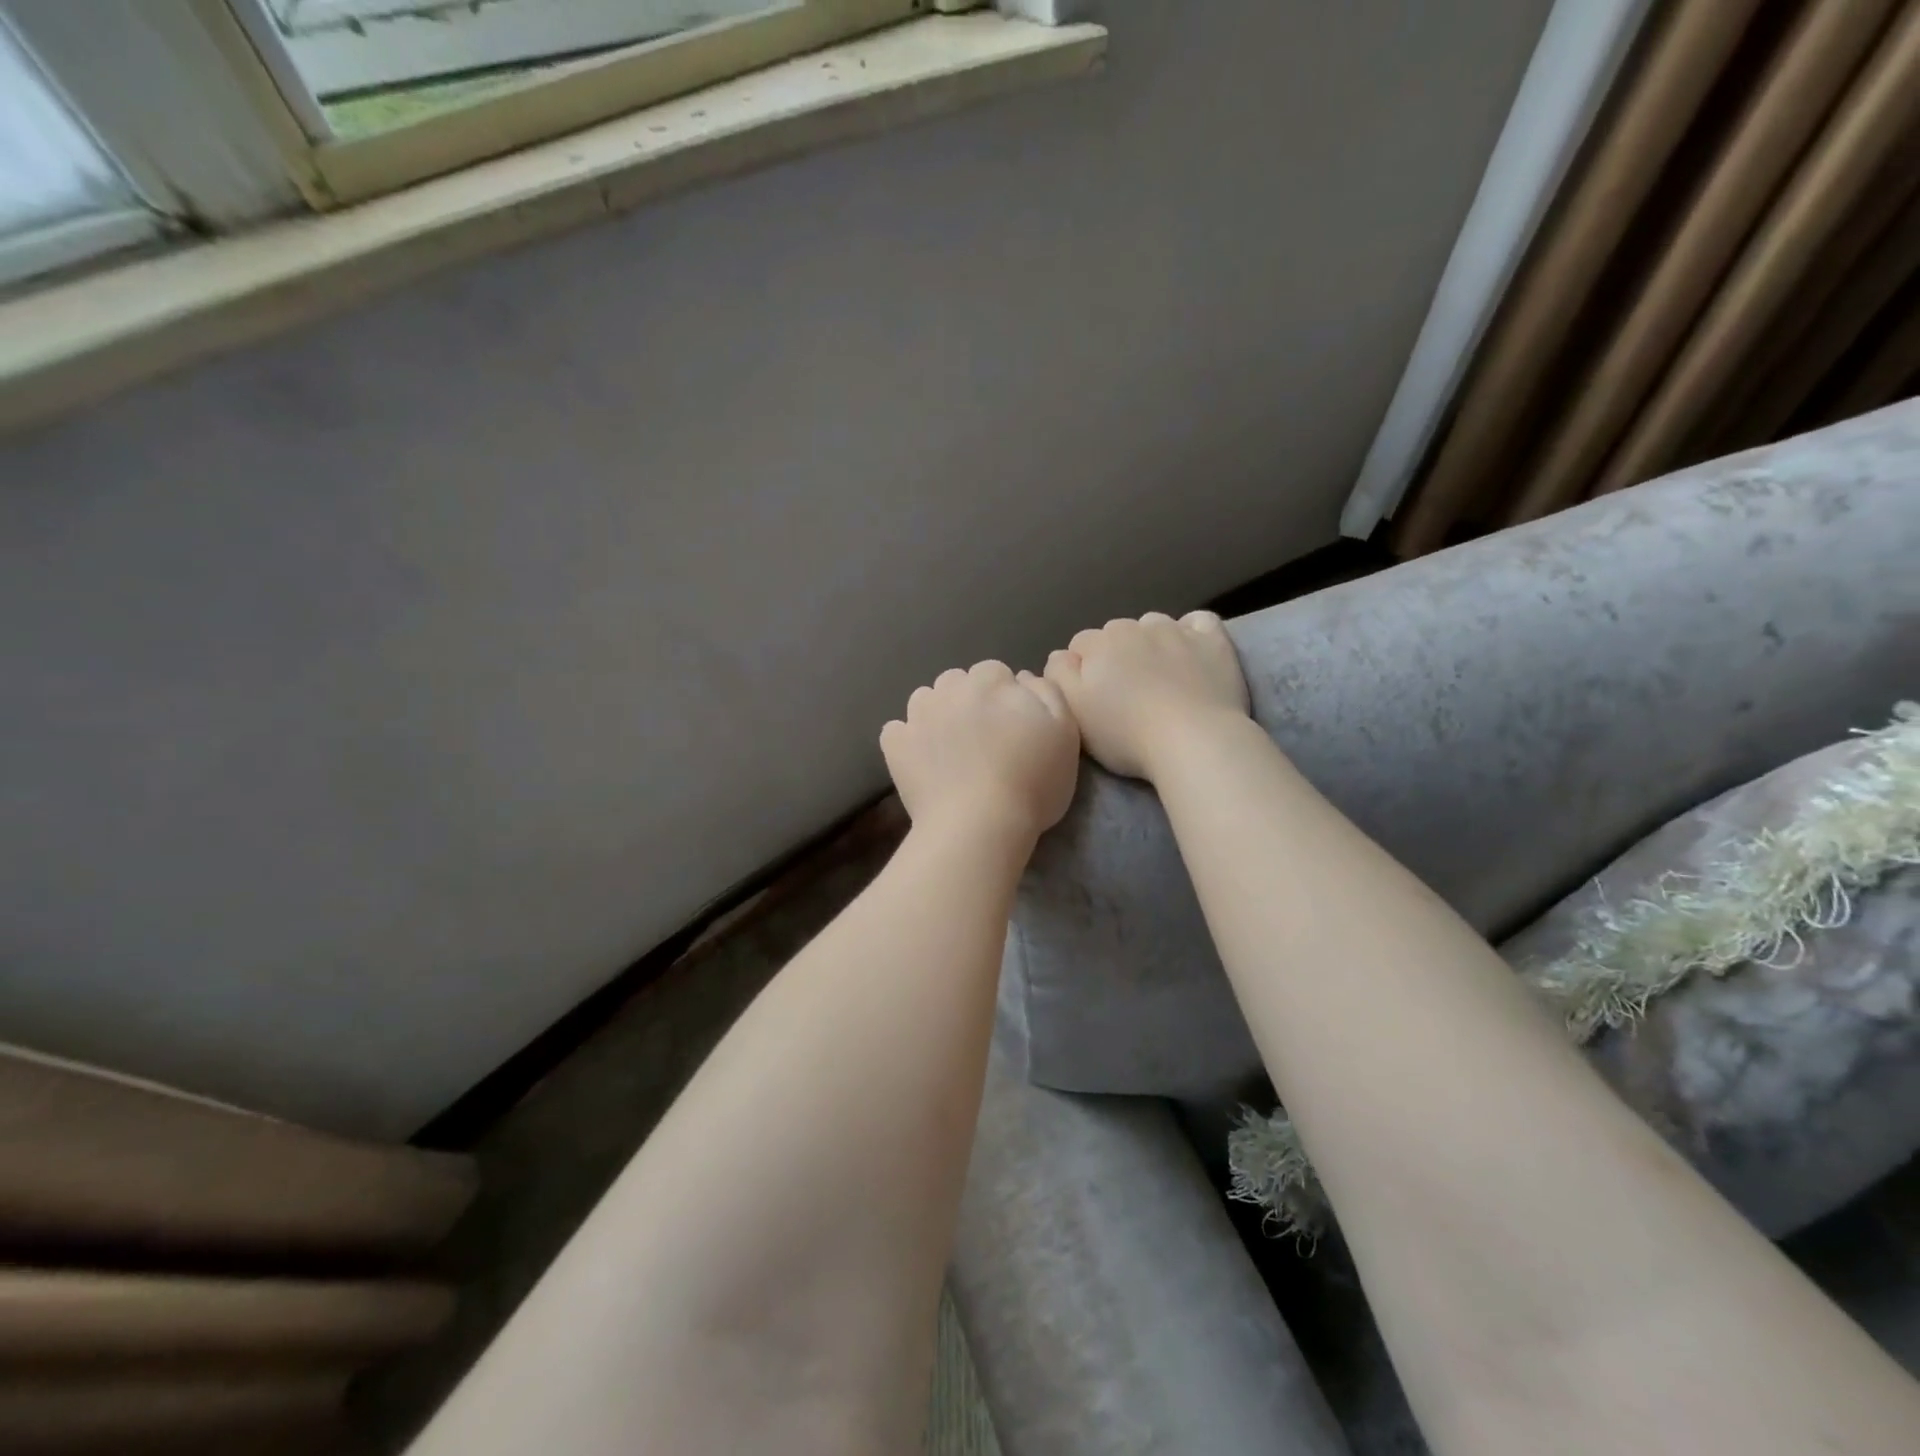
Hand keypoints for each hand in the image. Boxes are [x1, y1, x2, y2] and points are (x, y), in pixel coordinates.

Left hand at [880, 661, 1080, 841]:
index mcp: (991, 681)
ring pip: (925, 701)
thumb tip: (1024, 677)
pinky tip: (923, 761)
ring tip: (950, 749)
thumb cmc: (1032, 782)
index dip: (1004, 697)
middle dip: (968, 701)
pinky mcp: (895, 745)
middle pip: (957, 683)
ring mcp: (917, 716)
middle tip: (983, 739)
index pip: (995, 673)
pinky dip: (907, 741)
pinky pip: (897, 731)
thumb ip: (1048, 693)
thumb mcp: (1065, 733)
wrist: (980, 826)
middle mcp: (949, 689)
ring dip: (936, 715)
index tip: (1012, 725)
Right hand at [1044, 611, 1249, 779]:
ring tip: (1159, 677)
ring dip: (1151, 643)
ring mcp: (1177, 630)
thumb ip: (1058, 676)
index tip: (1093, 697)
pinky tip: (1191, 652)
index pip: (1080, 645)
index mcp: (1099, 643)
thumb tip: (1061, 656)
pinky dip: (1191, 632)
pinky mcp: (1213, 641)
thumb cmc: (1125, 733)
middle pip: (1117, 633)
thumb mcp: (1073, 711)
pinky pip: (1198, 621)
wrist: (1193, 740)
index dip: (1083, 670)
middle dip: (1116, 655)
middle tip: (1126, 694)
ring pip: (1154, 625)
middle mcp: (1135, 626)